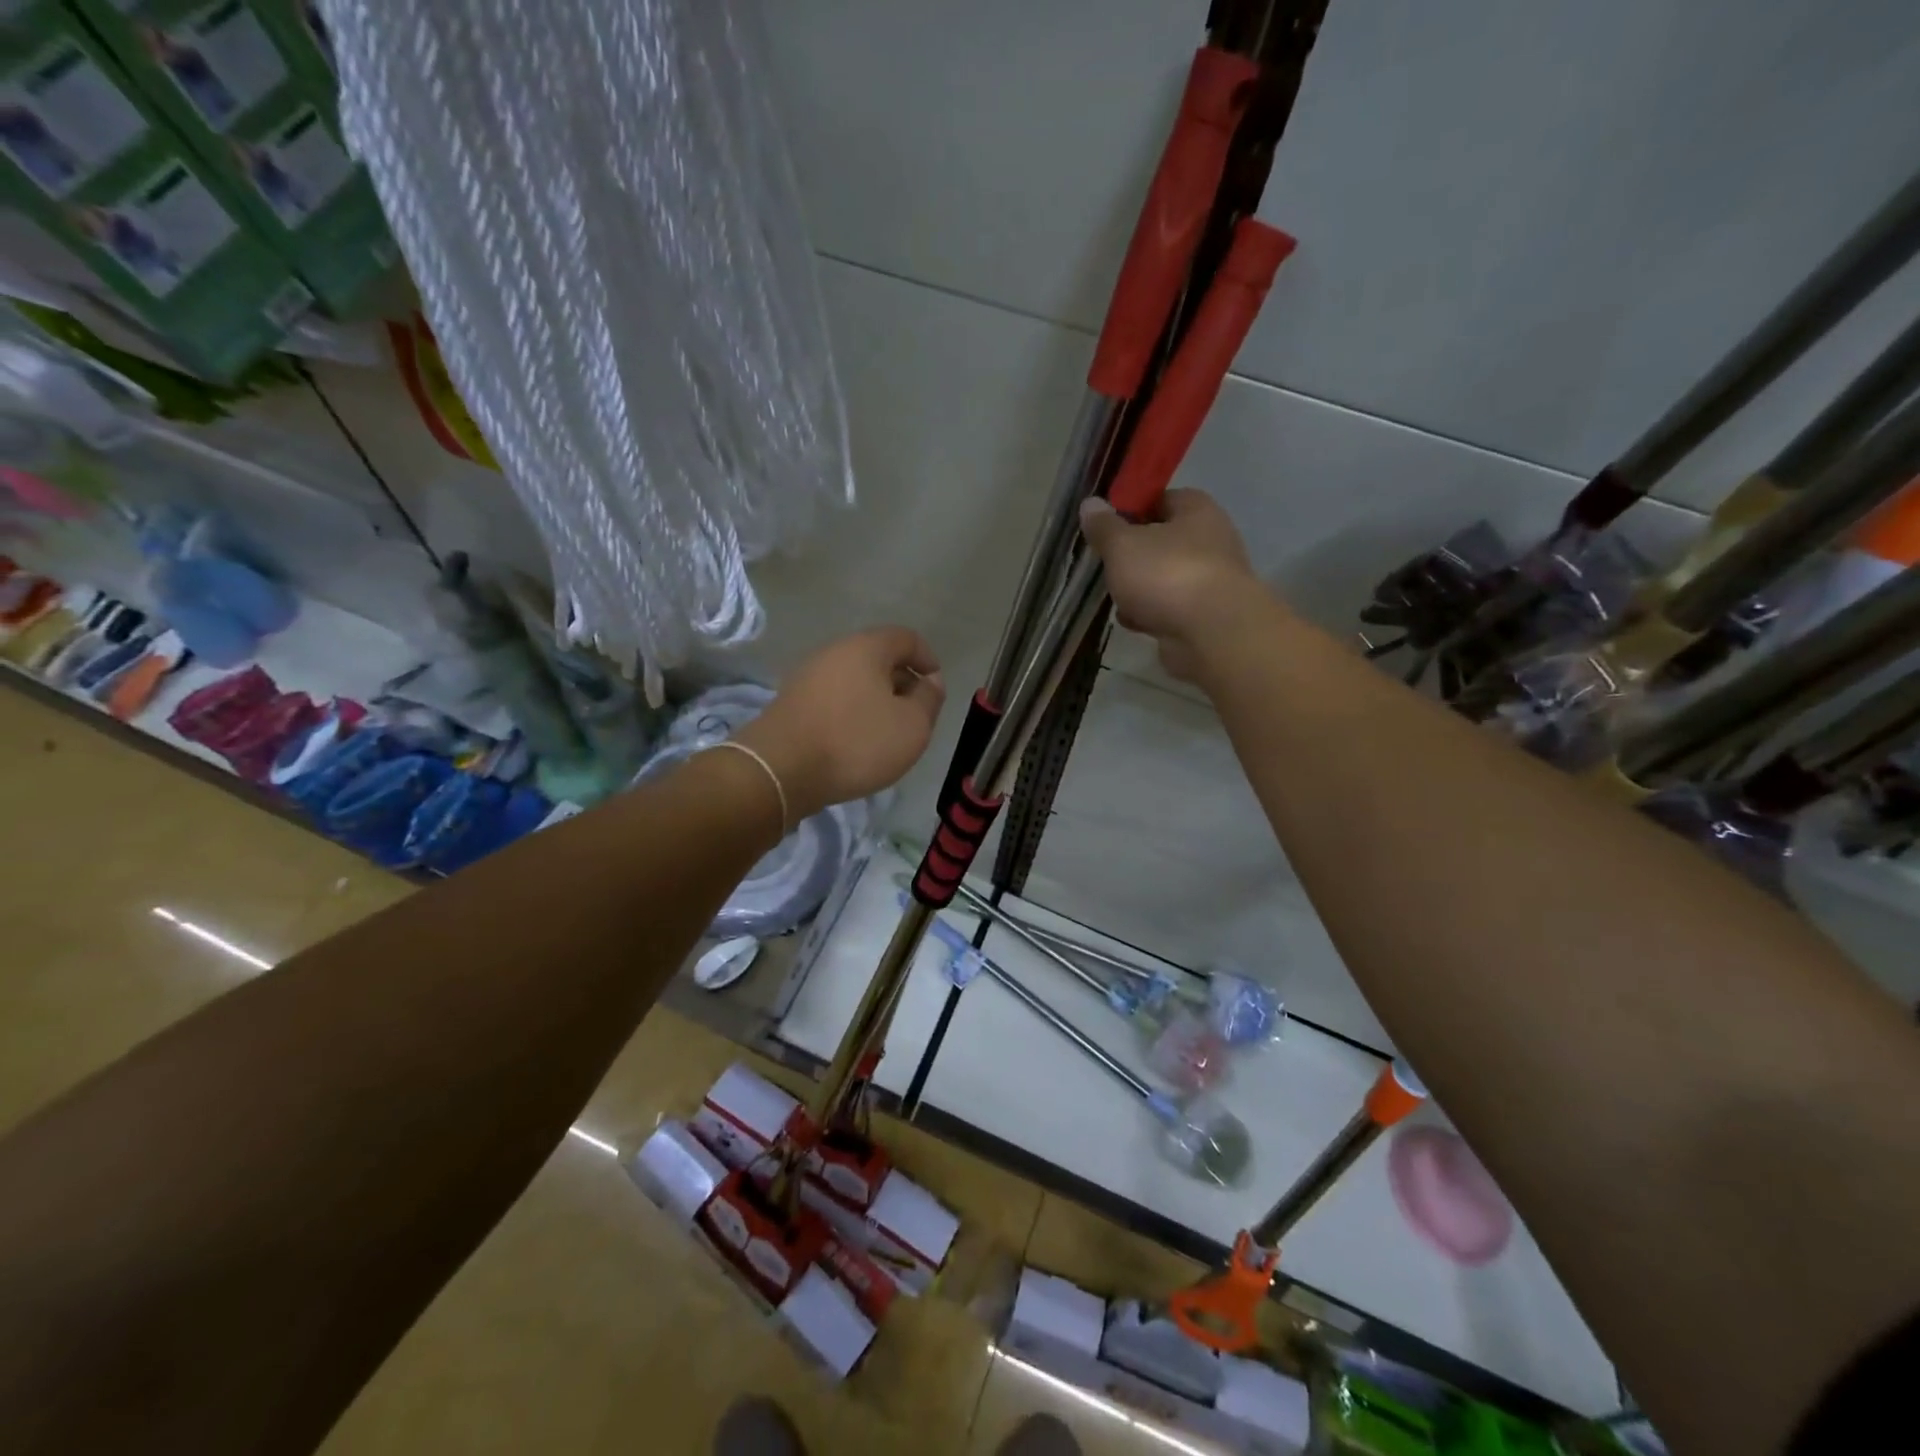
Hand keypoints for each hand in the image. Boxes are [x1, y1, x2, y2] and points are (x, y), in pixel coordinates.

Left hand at [737, 627, 944, 821]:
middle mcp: (834, 651)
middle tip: (915, 715)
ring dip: (875, 700)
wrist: (780, 769)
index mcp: (866, 647)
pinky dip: (851, 713)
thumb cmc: (856, 742)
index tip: (936, 689)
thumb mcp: (912, 726)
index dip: (928, 660)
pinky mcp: (791, 702)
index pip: (907, 638)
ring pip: (854, 680)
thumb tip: (930, 681)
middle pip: (878, 658)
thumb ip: (929, 699)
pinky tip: (855, 741)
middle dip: (901, 682)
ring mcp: (808, 676)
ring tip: (886, 732)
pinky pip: (833, 699)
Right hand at [1080, 490, 1273, 681]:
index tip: (1106, 526)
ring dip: (1141, 589)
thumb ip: (1104, 526)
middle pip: (1163, 542)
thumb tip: (1090, 503)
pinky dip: (1153, 614)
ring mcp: (1212, 581)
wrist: (1212, 634)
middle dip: (1134, 556)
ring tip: (1117, 598)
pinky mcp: (1207, 616)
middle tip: (1108, 564)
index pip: (1162, 499)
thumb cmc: (1167, 574)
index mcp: (1197, 510)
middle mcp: (1211, 540)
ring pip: (1166, 578)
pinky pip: (1172, 608)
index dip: (1133, 509)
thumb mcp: (1122, 545)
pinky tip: (1134, 623)